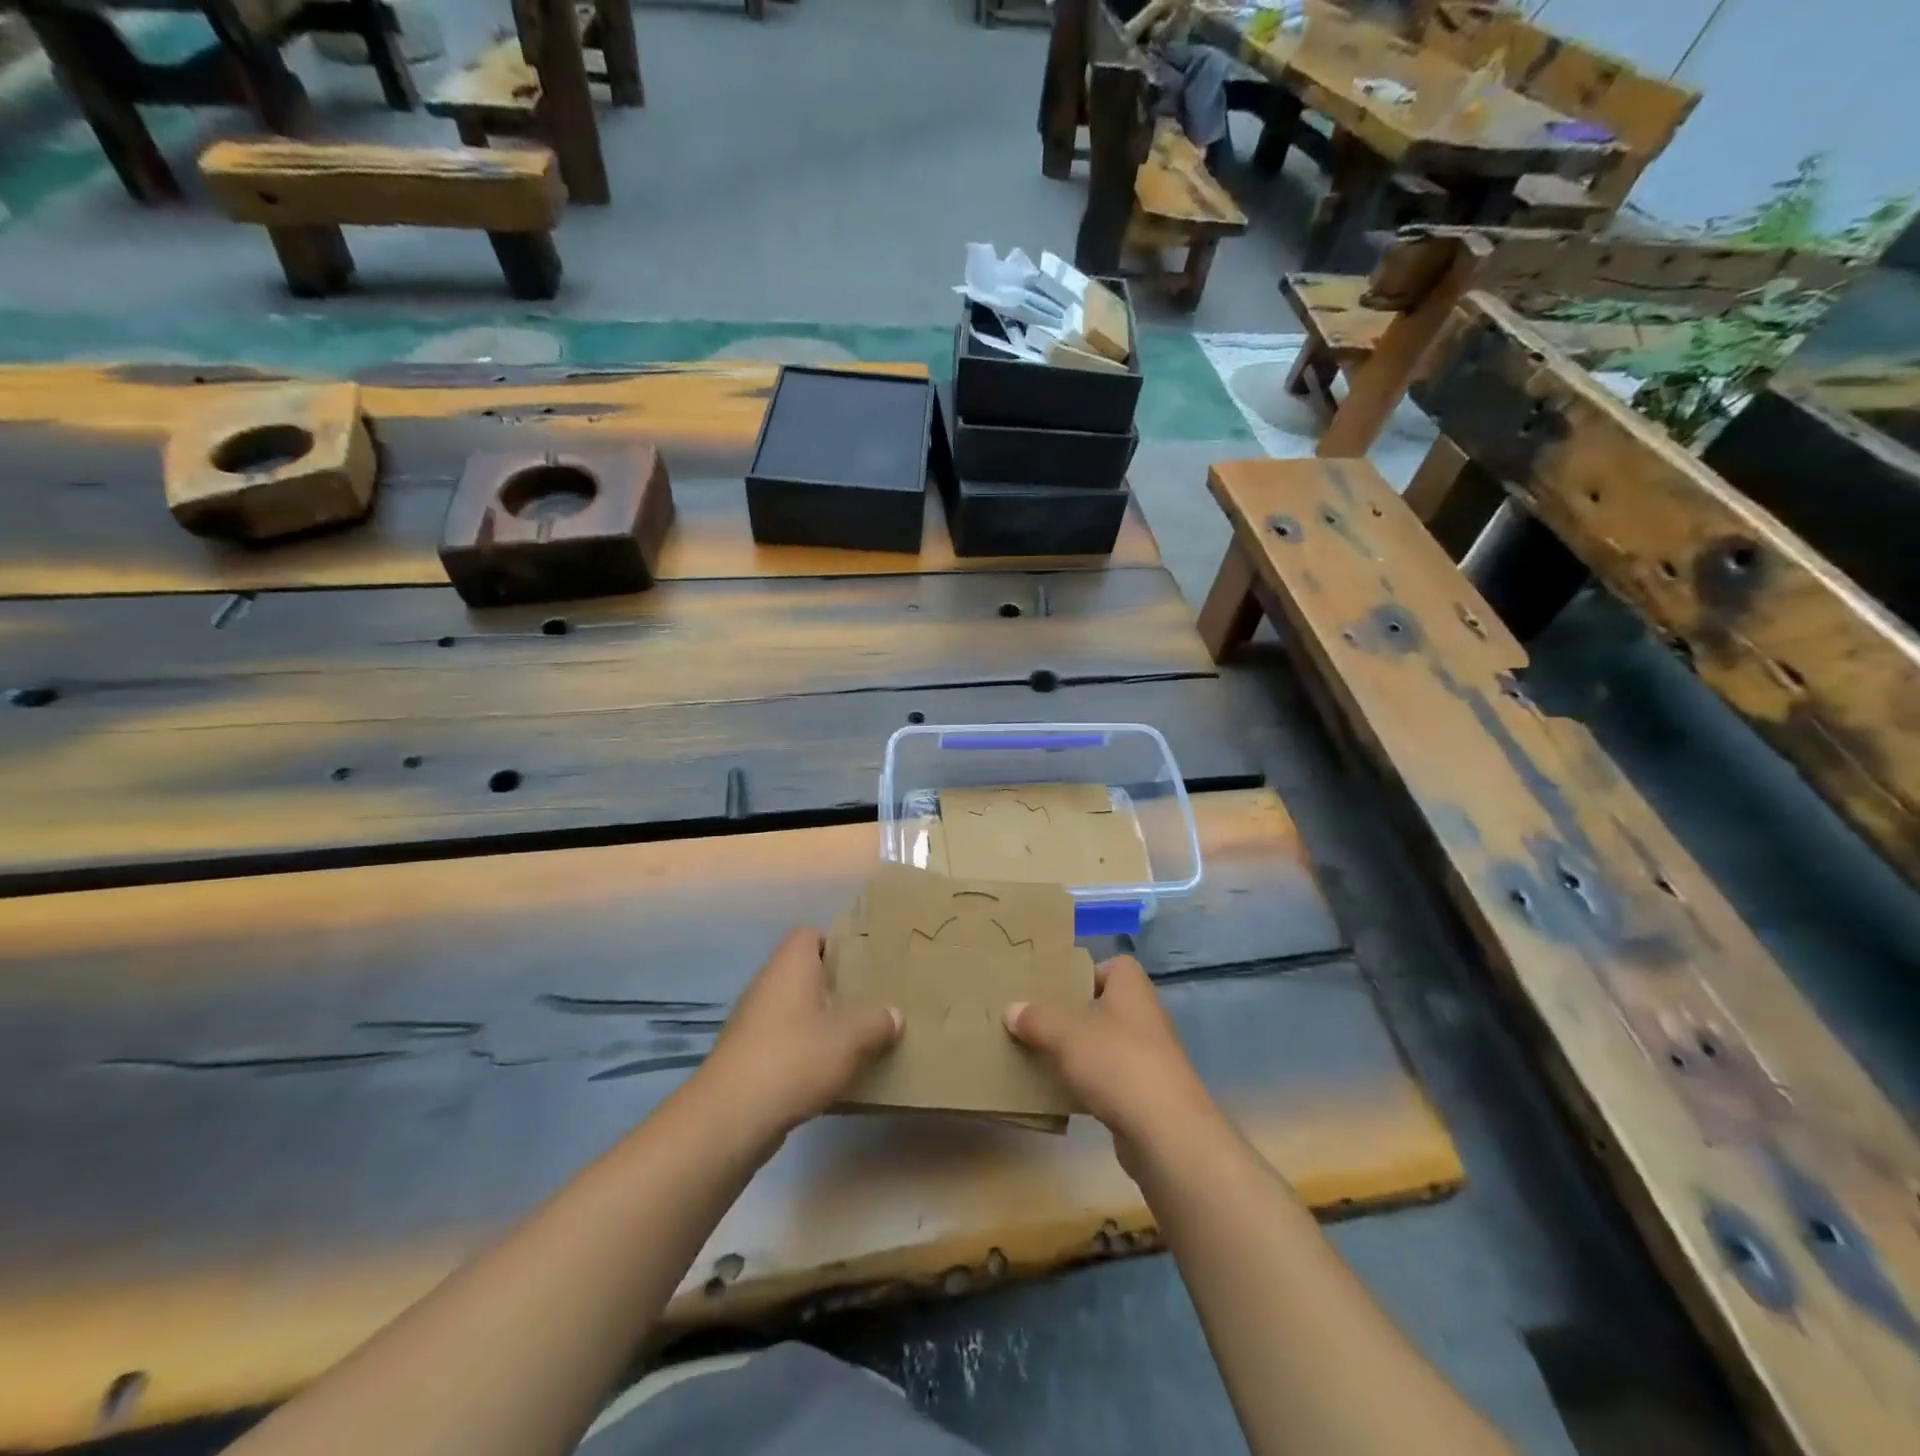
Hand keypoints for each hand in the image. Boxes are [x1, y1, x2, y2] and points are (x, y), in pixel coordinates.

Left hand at [694, 927, 900, 1144]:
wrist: (731, 1116)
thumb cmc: (795, 1057)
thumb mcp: (852, 1038)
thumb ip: (878, 1022)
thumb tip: (893, 1015)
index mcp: (791, 964)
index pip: (811, 935)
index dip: (837, 943)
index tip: (865, 963)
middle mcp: (768, 984)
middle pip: (805, 973)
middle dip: (836, 987)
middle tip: (870, 1001)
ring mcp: (752, 1021)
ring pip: (795, 1010)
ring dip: (821, 1022)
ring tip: (856, 1038)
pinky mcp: (746, 1057)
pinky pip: (784, 1042)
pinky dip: (805, 1051)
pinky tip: (829, 1073)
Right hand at [1005, 955, 1223, 1171]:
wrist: (1167, 1135)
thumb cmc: (1118, 1064)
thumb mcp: (1067, 1034)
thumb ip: (1038, 1018)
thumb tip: (1011, 1009)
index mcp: (1133, 992)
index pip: (1117, 966)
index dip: (1089, 970)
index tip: (1058, 985)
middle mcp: (1145, 1020)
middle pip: (1107, 1006)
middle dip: (1075, 1013)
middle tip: (1038, 1019)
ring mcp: (1149, 1060)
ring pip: (1107, 1045)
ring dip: (1080, 1052)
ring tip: (1042, 1055)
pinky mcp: (1146, 1097)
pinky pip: (1110, 1081)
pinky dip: (1089, 1084)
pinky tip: (1062, 1093)